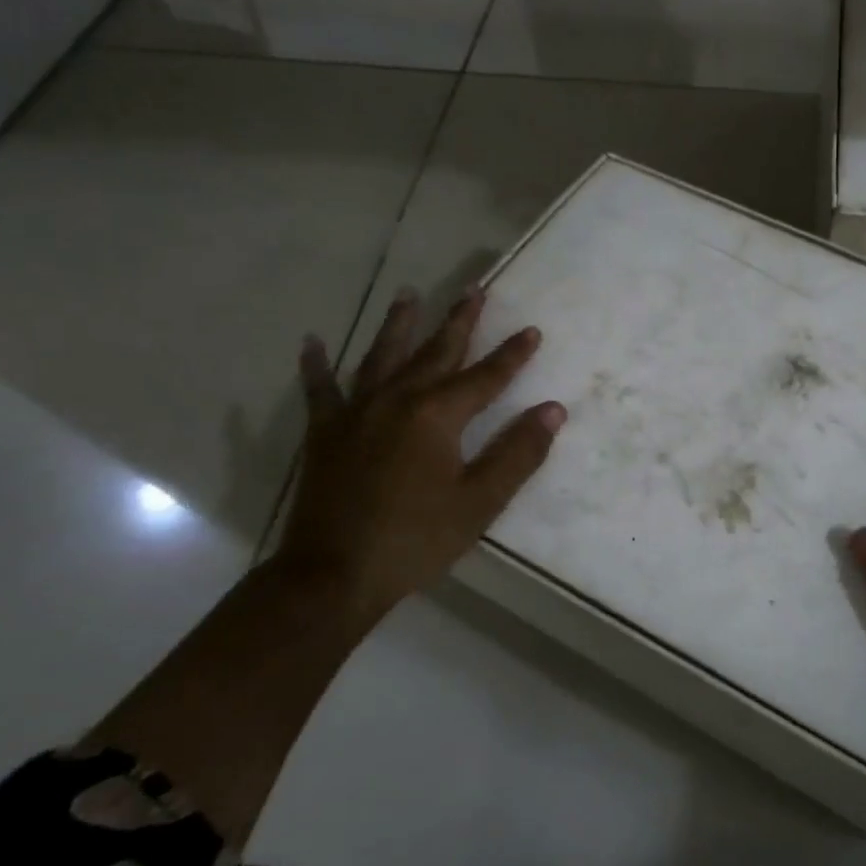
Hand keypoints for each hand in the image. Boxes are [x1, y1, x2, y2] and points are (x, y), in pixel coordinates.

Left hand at [274, 287, 565, 627]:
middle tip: (473, 289)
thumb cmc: (416, 539)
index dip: (512, 354)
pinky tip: (312, 342)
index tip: (532, 330)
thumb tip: (553, 410)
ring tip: (409, 294)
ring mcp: (355, 412)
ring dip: (398, 324)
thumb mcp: (480, 501)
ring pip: (381, 356)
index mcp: (437, 416)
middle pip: (434, 352)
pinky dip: (316, 365)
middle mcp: (396, 400)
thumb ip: (518, 453)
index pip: (485, 376)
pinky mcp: (324, 433)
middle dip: (458, 321)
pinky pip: (320, 389)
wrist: (333, 575)